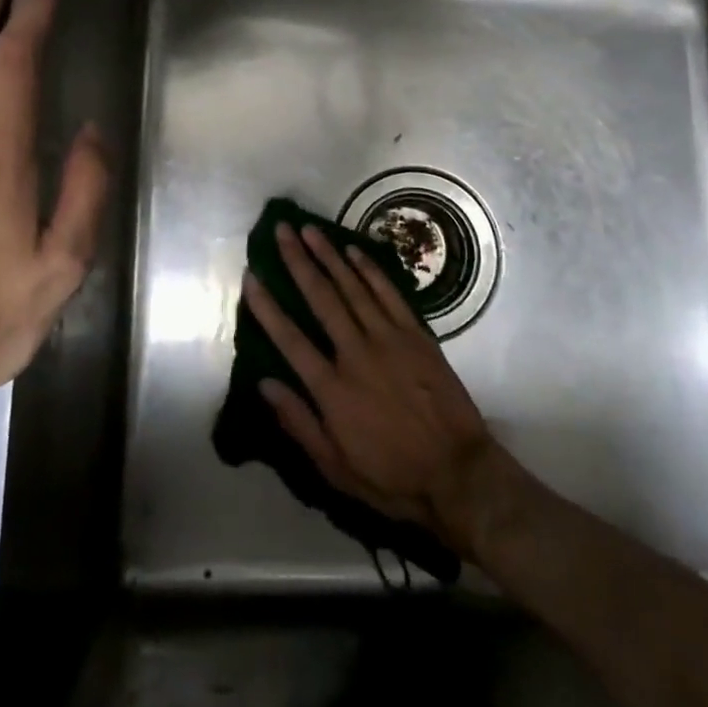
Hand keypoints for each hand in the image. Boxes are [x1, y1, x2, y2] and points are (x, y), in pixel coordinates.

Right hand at [241, 222, 500, 546]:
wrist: (457, 473)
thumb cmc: (391, 477)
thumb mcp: (334, 468)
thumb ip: (298, 423)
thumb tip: (264, 383)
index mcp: (332, 389)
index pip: (289, 338)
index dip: (267, 306)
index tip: (250, 276)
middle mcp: (355, 353)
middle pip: (320, 298)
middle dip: (297, 261)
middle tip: (281, 231)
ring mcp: (389, 339)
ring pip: (352, 287)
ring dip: (329, 255)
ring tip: (309, 229)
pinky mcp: (416, 335)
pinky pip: (389, 293)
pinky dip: (370, 270)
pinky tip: (353, 251)